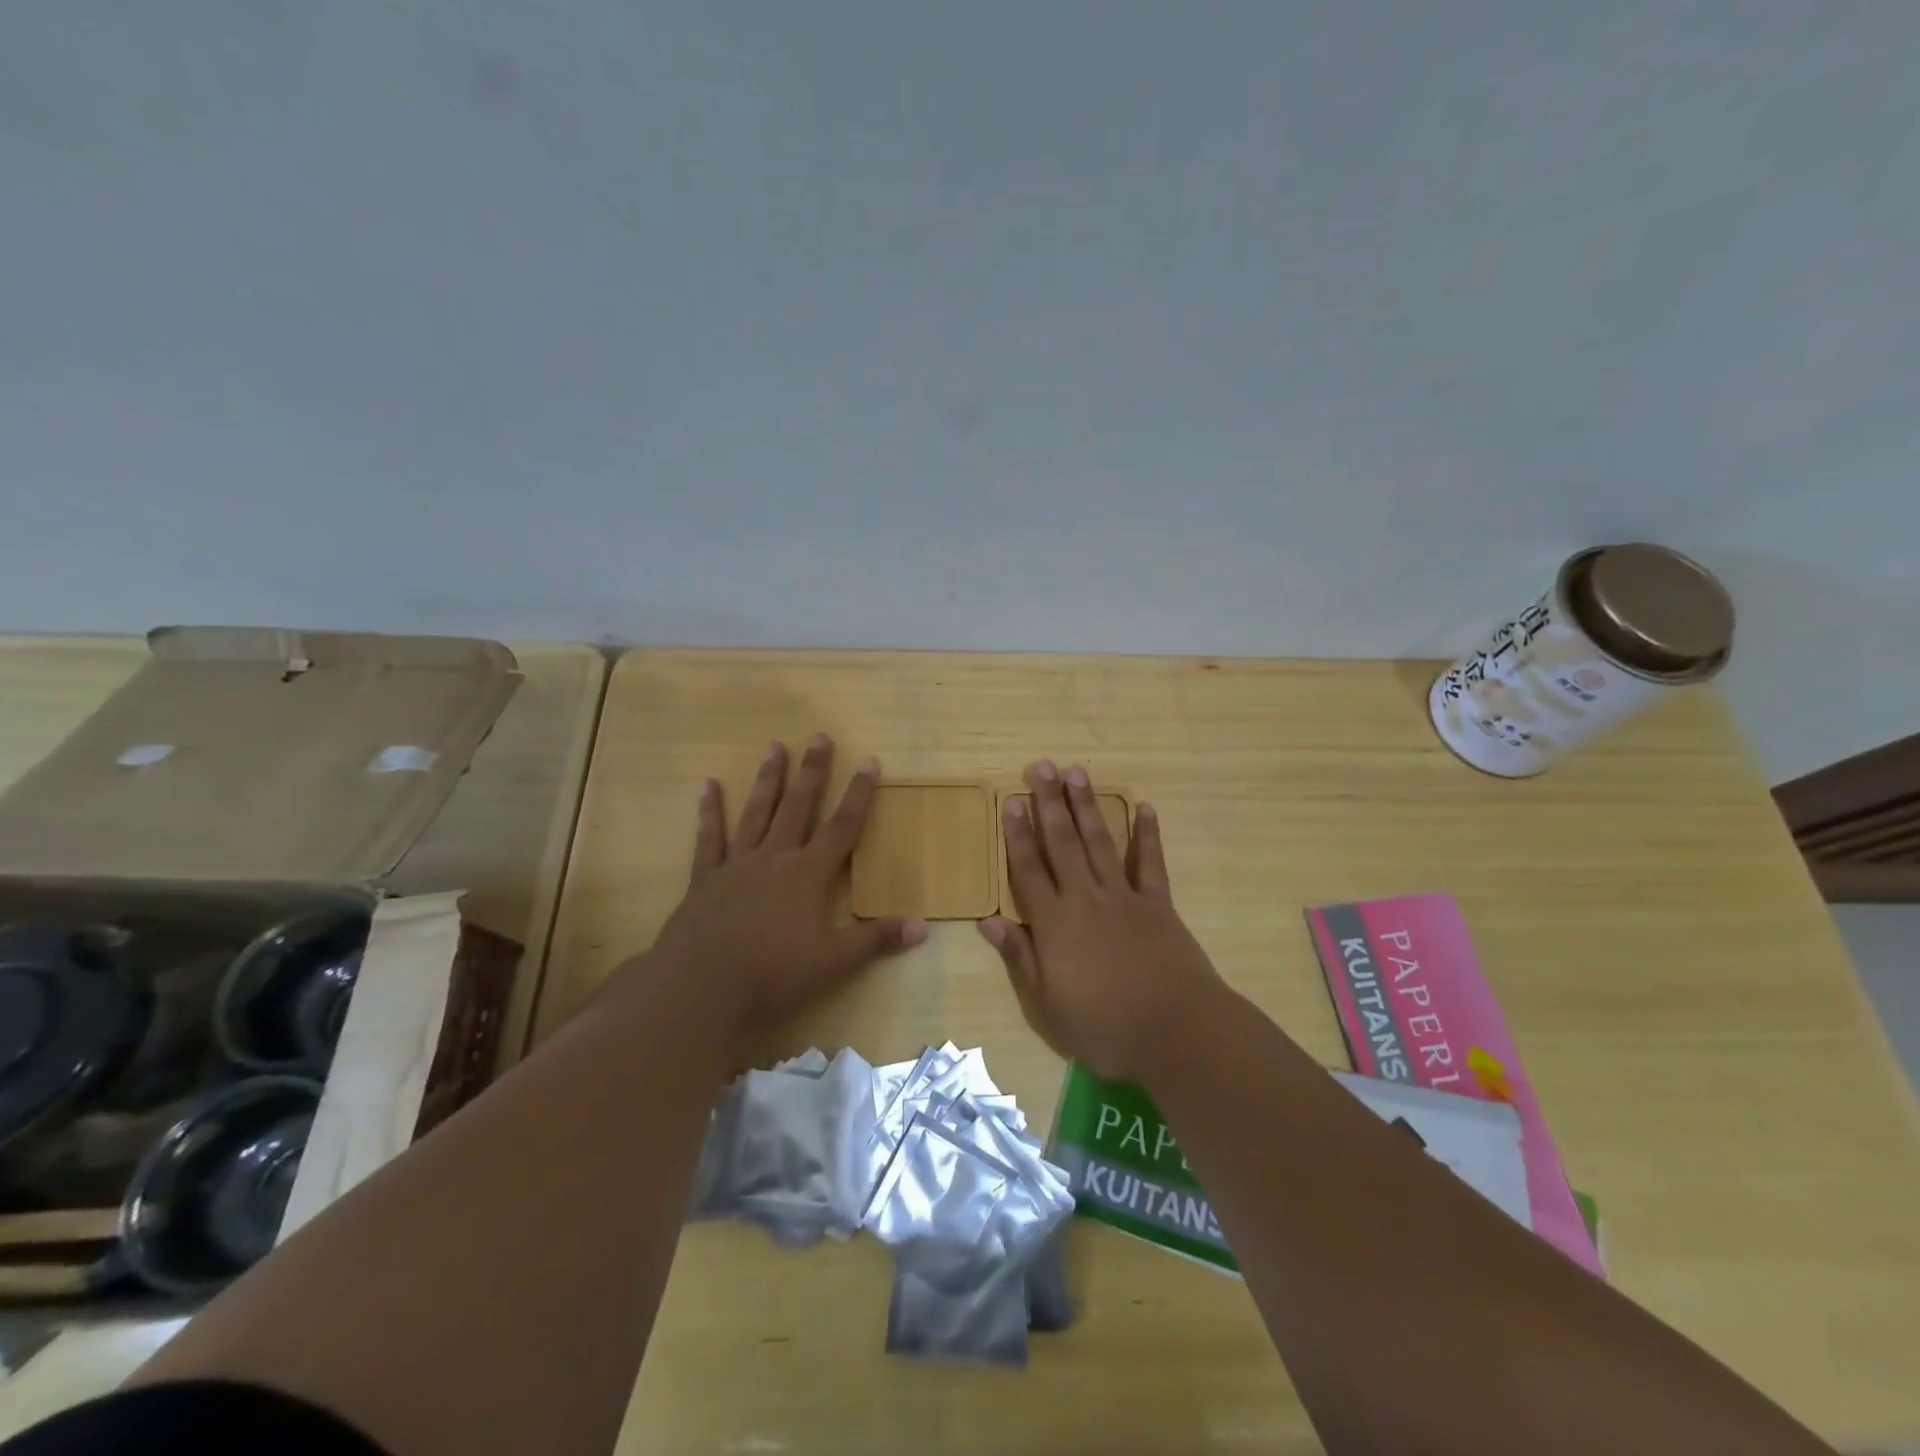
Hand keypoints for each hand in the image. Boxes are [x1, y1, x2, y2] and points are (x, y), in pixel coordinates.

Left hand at [632, 735, 926, 1056]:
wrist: (699, 990)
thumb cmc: (771, 976)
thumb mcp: (831, 963)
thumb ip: (875, 940)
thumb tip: (923, 926)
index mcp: (807, 875)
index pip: (842, 827)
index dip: (859, 795)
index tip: (870, 761)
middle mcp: (774, 859)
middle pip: (798, 807)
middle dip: (812, 772)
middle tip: (819, 737)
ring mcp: (736, 866)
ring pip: (756, 813)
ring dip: (767, 780)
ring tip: (773, 746)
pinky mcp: (705, 880)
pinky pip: (709, 839)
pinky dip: (709, 812)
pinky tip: (708, 786)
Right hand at [979, 761, 1229, 1082]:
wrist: (1177, 1033)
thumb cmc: (1105, 1028)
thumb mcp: (1047, 1006)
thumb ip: (1020, 958)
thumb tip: (989, 921)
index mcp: (1055, 924)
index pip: (1029, 870)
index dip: (1017, 834)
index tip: (1011, 800)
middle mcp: (1085, 899)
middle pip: (1062, 844)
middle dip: (1049, 803)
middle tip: (1041, 767)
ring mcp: (1124, 898)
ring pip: (1100, 842)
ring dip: (1087, 806)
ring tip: (1077, 773)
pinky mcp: (1158, 904)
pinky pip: (1150, 862)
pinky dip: (1147, 834)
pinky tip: (1144, 808)